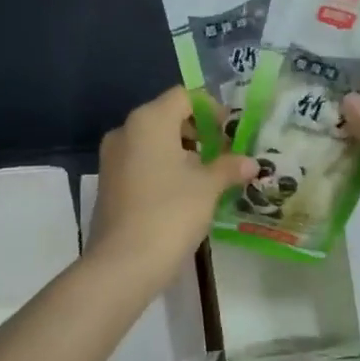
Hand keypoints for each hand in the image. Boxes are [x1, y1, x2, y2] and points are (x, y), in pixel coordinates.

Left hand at [91, 87, 255, 286]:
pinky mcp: (109, 183)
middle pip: (167, 117)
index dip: (211, 109)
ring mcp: (112, 158)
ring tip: (209, 176)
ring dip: (182, 152)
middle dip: (198, 132)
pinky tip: (184, 193)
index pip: (184, 96)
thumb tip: (250, 163)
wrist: (123, 263)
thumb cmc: (170, 213)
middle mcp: (125, 131)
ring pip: (153, 142)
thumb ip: (228, 168)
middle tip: (224, 154)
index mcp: (149, 121)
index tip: (232, 131)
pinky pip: (141, 163)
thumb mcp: (207, 188)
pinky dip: (163, 169)